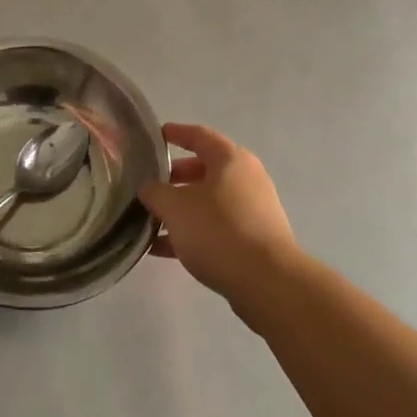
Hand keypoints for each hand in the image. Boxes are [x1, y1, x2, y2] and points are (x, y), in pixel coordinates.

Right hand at [140, 122, 297, 301]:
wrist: (267, 282)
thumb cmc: (218, 231)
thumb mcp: (175, 208)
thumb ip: (155, 193)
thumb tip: (148, 189)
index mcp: (230, 159)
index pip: (199, 135)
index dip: (176, 133)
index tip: (155, 136)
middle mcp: (246, 178)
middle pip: (203, 170)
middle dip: (174, 178)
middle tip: (149, 186)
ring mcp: (253, 209)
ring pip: (208, 202)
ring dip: (180, 210)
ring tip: (150, 221)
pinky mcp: (254, 239)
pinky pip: (216, 227)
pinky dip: (192, 232)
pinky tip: (163, 249)